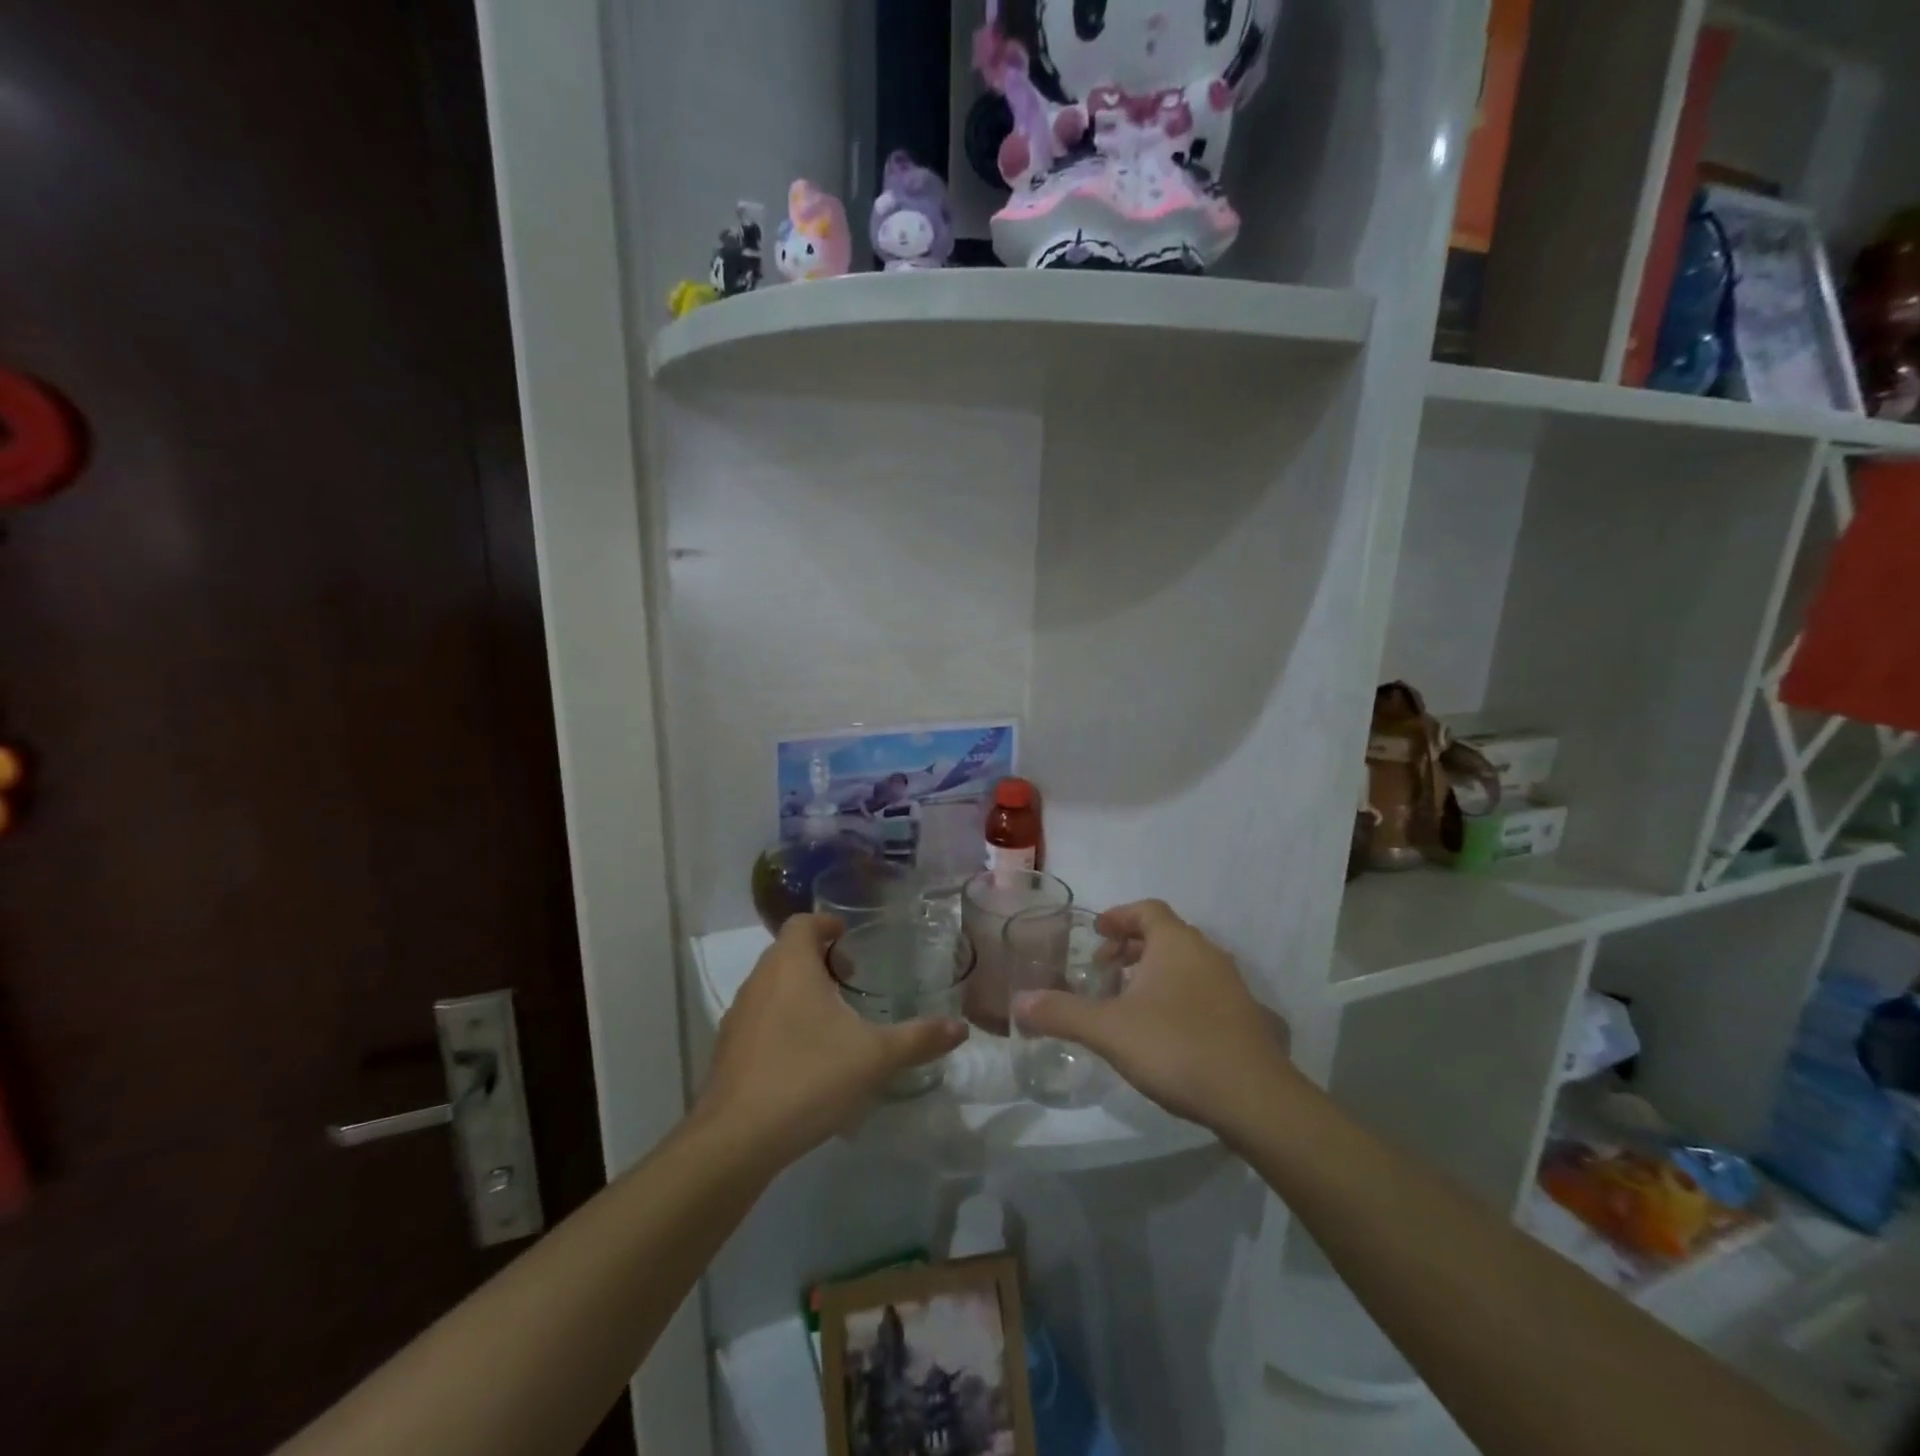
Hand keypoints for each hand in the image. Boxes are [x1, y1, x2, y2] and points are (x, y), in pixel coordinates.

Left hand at [695, 915, 967, 1167]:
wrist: (736, 1140)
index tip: (851, 939)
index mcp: (790, 966)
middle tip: (851, 978)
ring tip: (832, 1018)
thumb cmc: (808, 1077)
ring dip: (799, 990)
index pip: (803, 923)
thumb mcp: (875, 1057)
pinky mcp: (727, 1050)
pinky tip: (805, 1055)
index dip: (827, 925)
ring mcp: (737, 1016)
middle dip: (818, 958)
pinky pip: (759, 1018)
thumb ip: (919, 1038)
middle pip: (787, 952)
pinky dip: (782, 1020)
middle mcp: (759, 981)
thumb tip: (961, 1028)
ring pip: (771, 986)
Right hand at [1013, 900, 1293, 1137]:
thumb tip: (1018, 1004)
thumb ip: (1062, 1013)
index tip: (1096, 934)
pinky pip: (1203, 990)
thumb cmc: (1176, 1046)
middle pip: (1166, 935)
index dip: (1119, 917)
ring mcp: (1232, 985)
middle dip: (1132, 946)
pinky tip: (1164, 1031)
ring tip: (1129, 1000)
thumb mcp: (1108, 1030)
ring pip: (1186, 963)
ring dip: (1155, 971)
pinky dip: (1178, 995)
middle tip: (1105, 968)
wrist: (1254, 1098)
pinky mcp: (1245, 1017)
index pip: (1146, 910)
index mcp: (1176, 943)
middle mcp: (1207, 953)